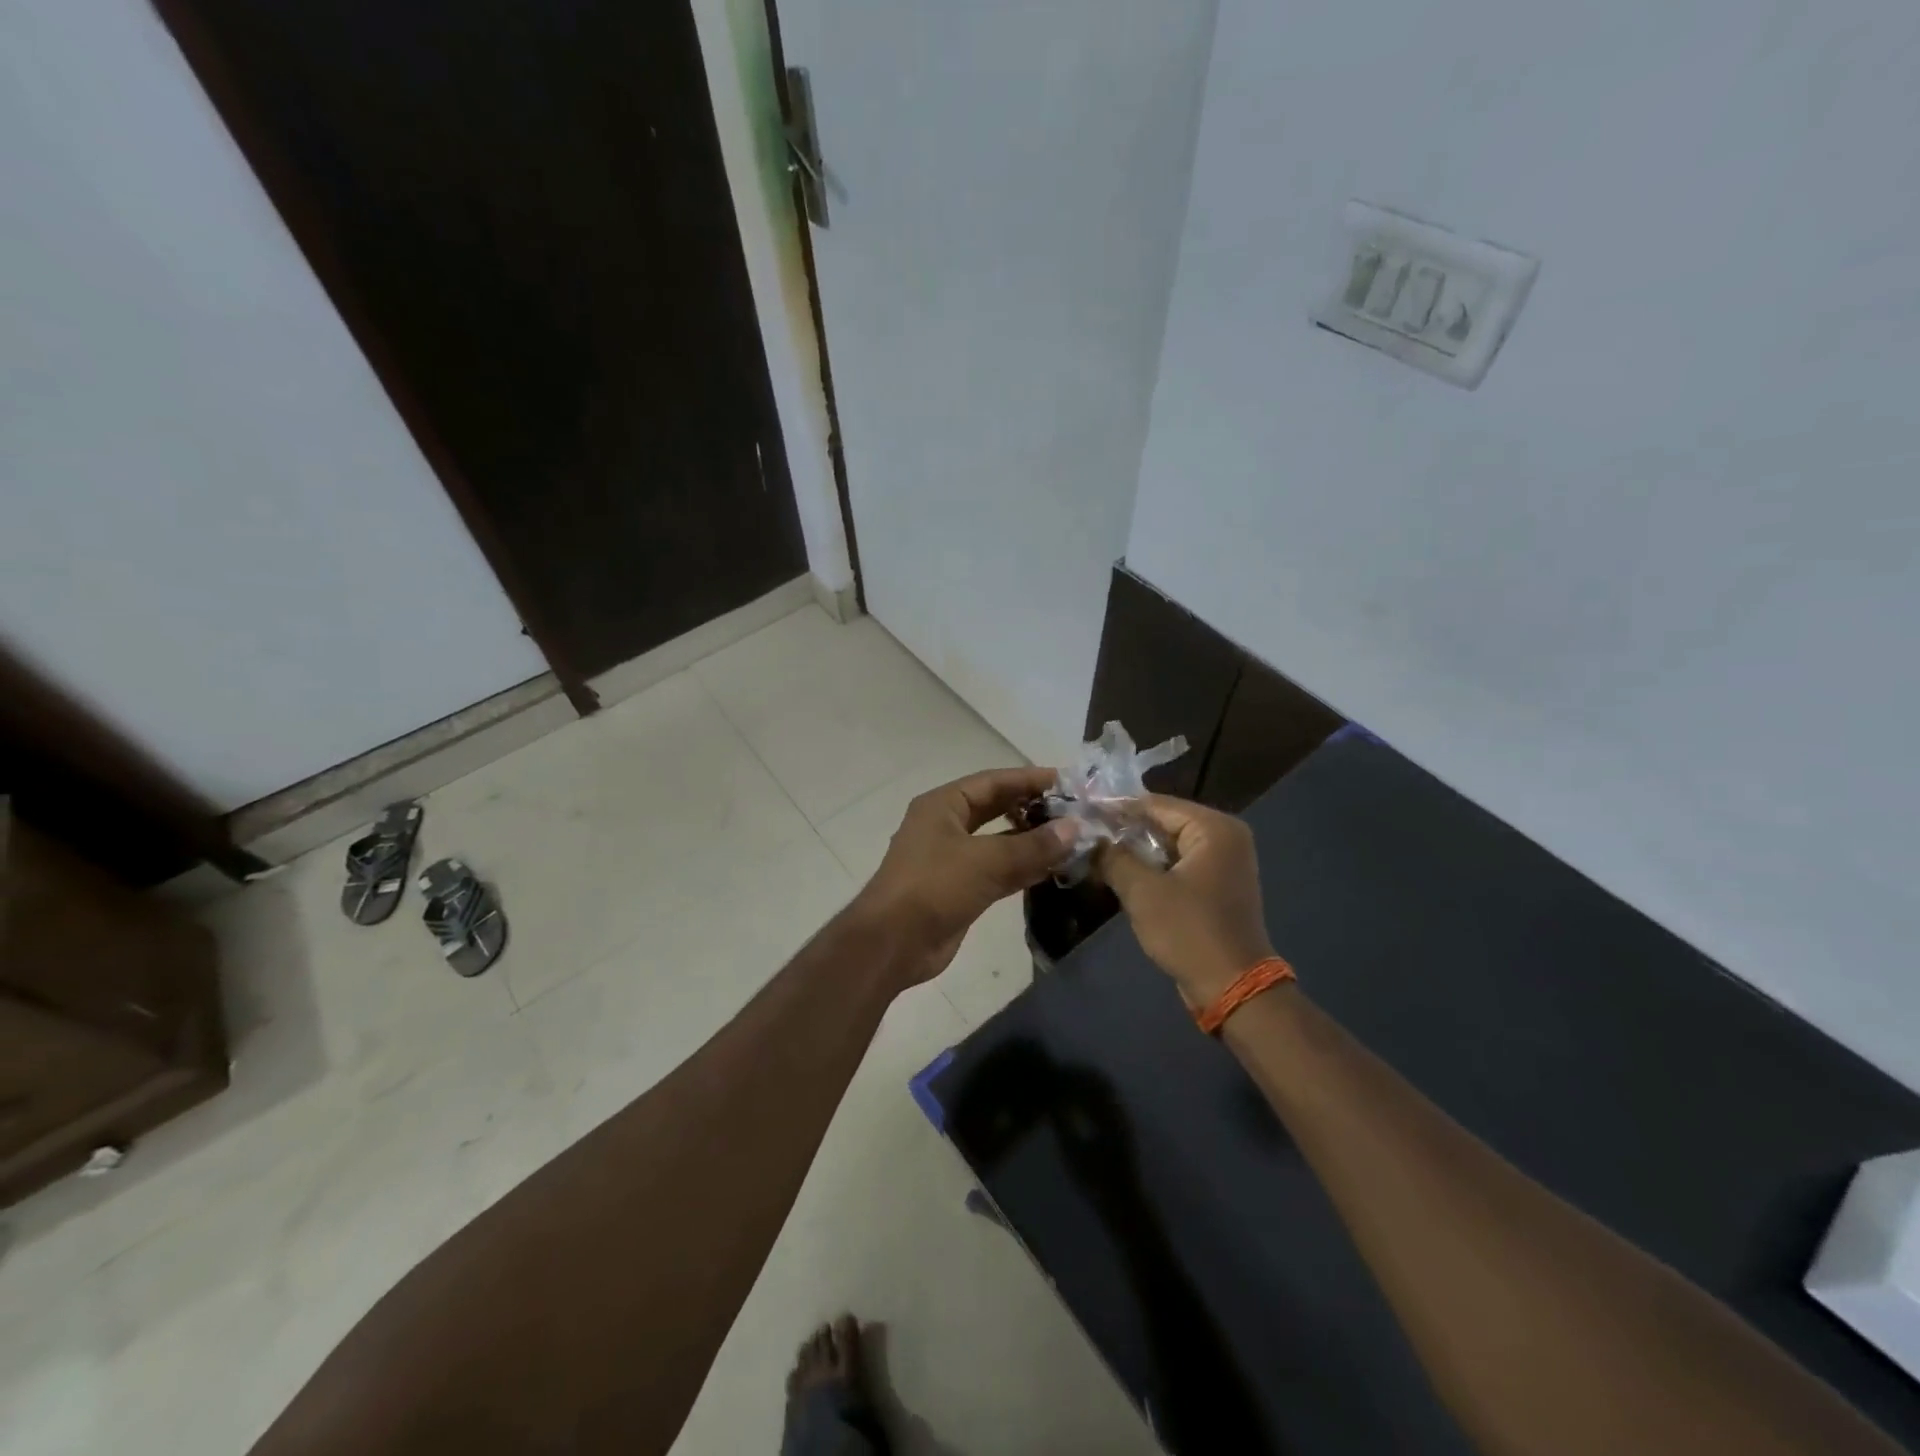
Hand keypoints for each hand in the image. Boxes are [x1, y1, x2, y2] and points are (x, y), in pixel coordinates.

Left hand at [853, 766, 1076, 984]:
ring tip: (1072, 839)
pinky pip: (997, 871)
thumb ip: (1032, 846)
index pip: (993, 781)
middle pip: (996, 808)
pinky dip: (1023, 869)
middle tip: (1074, 811)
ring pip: (999, 842)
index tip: (1067, 782)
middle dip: (1032, 809)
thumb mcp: (986, 861)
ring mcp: (952, 859)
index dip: (1029, 779)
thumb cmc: (934, 887)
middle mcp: (946, 826)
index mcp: (943, 805)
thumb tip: (1074, 828)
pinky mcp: (960, 889)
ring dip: (1031, 842)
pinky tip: (1053, 869)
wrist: (893, 943)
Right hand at [1098, 795, 1275, 1003]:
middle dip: (1125, 830)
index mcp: (1214, 828)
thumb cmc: (1189, 931)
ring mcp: (1224, 862)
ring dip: (1136, 851)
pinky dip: (1153, 868)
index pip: (1156, 804)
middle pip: (1164, 822)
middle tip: (1085, 833)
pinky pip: (1179, 865)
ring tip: (1096, 851)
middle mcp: (1225, 837)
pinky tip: (1121, 873)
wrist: (1232, 987)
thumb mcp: (1142, 891)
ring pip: (1169, 845)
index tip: (1082, 811)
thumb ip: (1113, 857)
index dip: (1116, 808)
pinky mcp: (1218, 886)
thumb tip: (1091, 838)